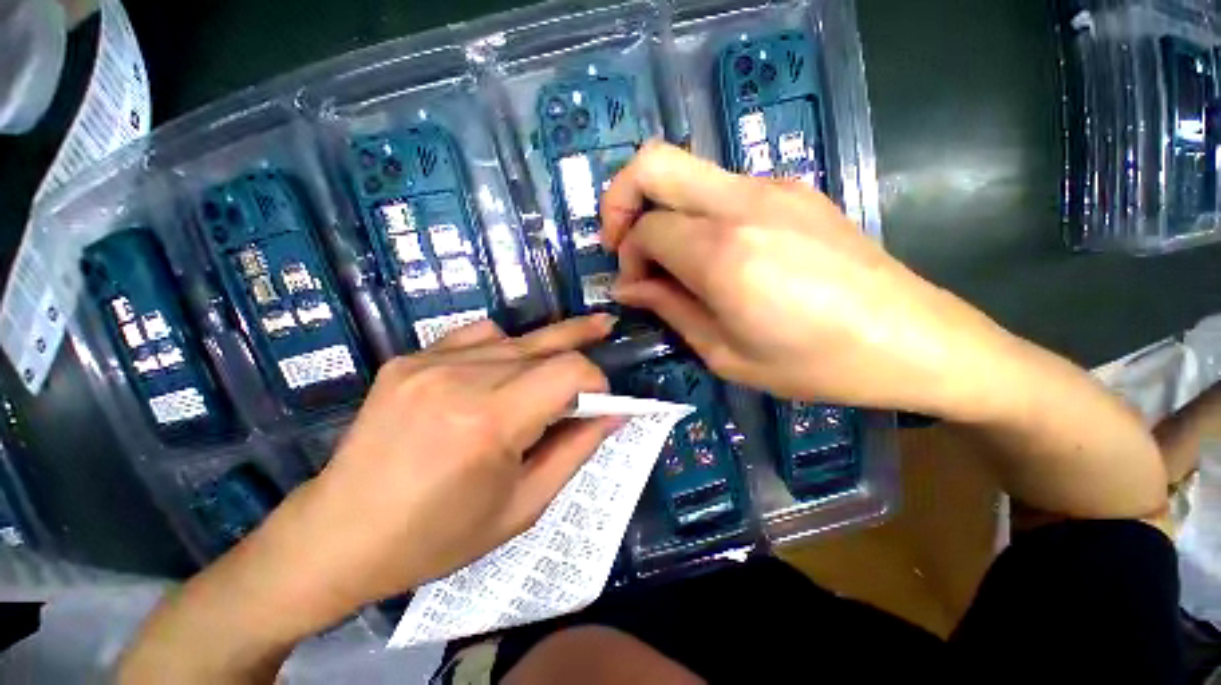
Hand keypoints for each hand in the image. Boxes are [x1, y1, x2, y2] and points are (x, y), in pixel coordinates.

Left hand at [276, 315, 621, 613]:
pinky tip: (505, 366)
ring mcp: (429, 362)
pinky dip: (503, 346)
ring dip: (543, 352)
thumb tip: (614, 414)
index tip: (600, 402)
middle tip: (606, 327)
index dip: (596, 380)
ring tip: (559, 360)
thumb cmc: (437, 536)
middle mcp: (461, 378)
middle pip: (545, 344)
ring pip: (515, 338)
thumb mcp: (524, 505)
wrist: (340, 535)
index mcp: (491, 421)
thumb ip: (576, 450)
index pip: (568, 371)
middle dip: (581, 344)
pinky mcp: (409, 359)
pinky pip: (477, 335)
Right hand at [600, 142, 1006, 418]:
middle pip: (653, 163)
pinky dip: (698, 214)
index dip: (628, 258)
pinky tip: (716, 255)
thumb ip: (670, 310)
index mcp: (723, 253)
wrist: (913, 340)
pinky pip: (722, 188)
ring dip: (663, 210)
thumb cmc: (815, 363)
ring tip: (674, 262)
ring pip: (688, 173)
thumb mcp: (726, 354)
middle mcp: (743, 203)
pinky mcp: (794, 189)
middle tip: (624, 245)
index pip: (645, 228)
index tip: (635, 289)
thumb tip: (628, 288)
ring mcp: (773, 187)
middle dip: (621, 200)